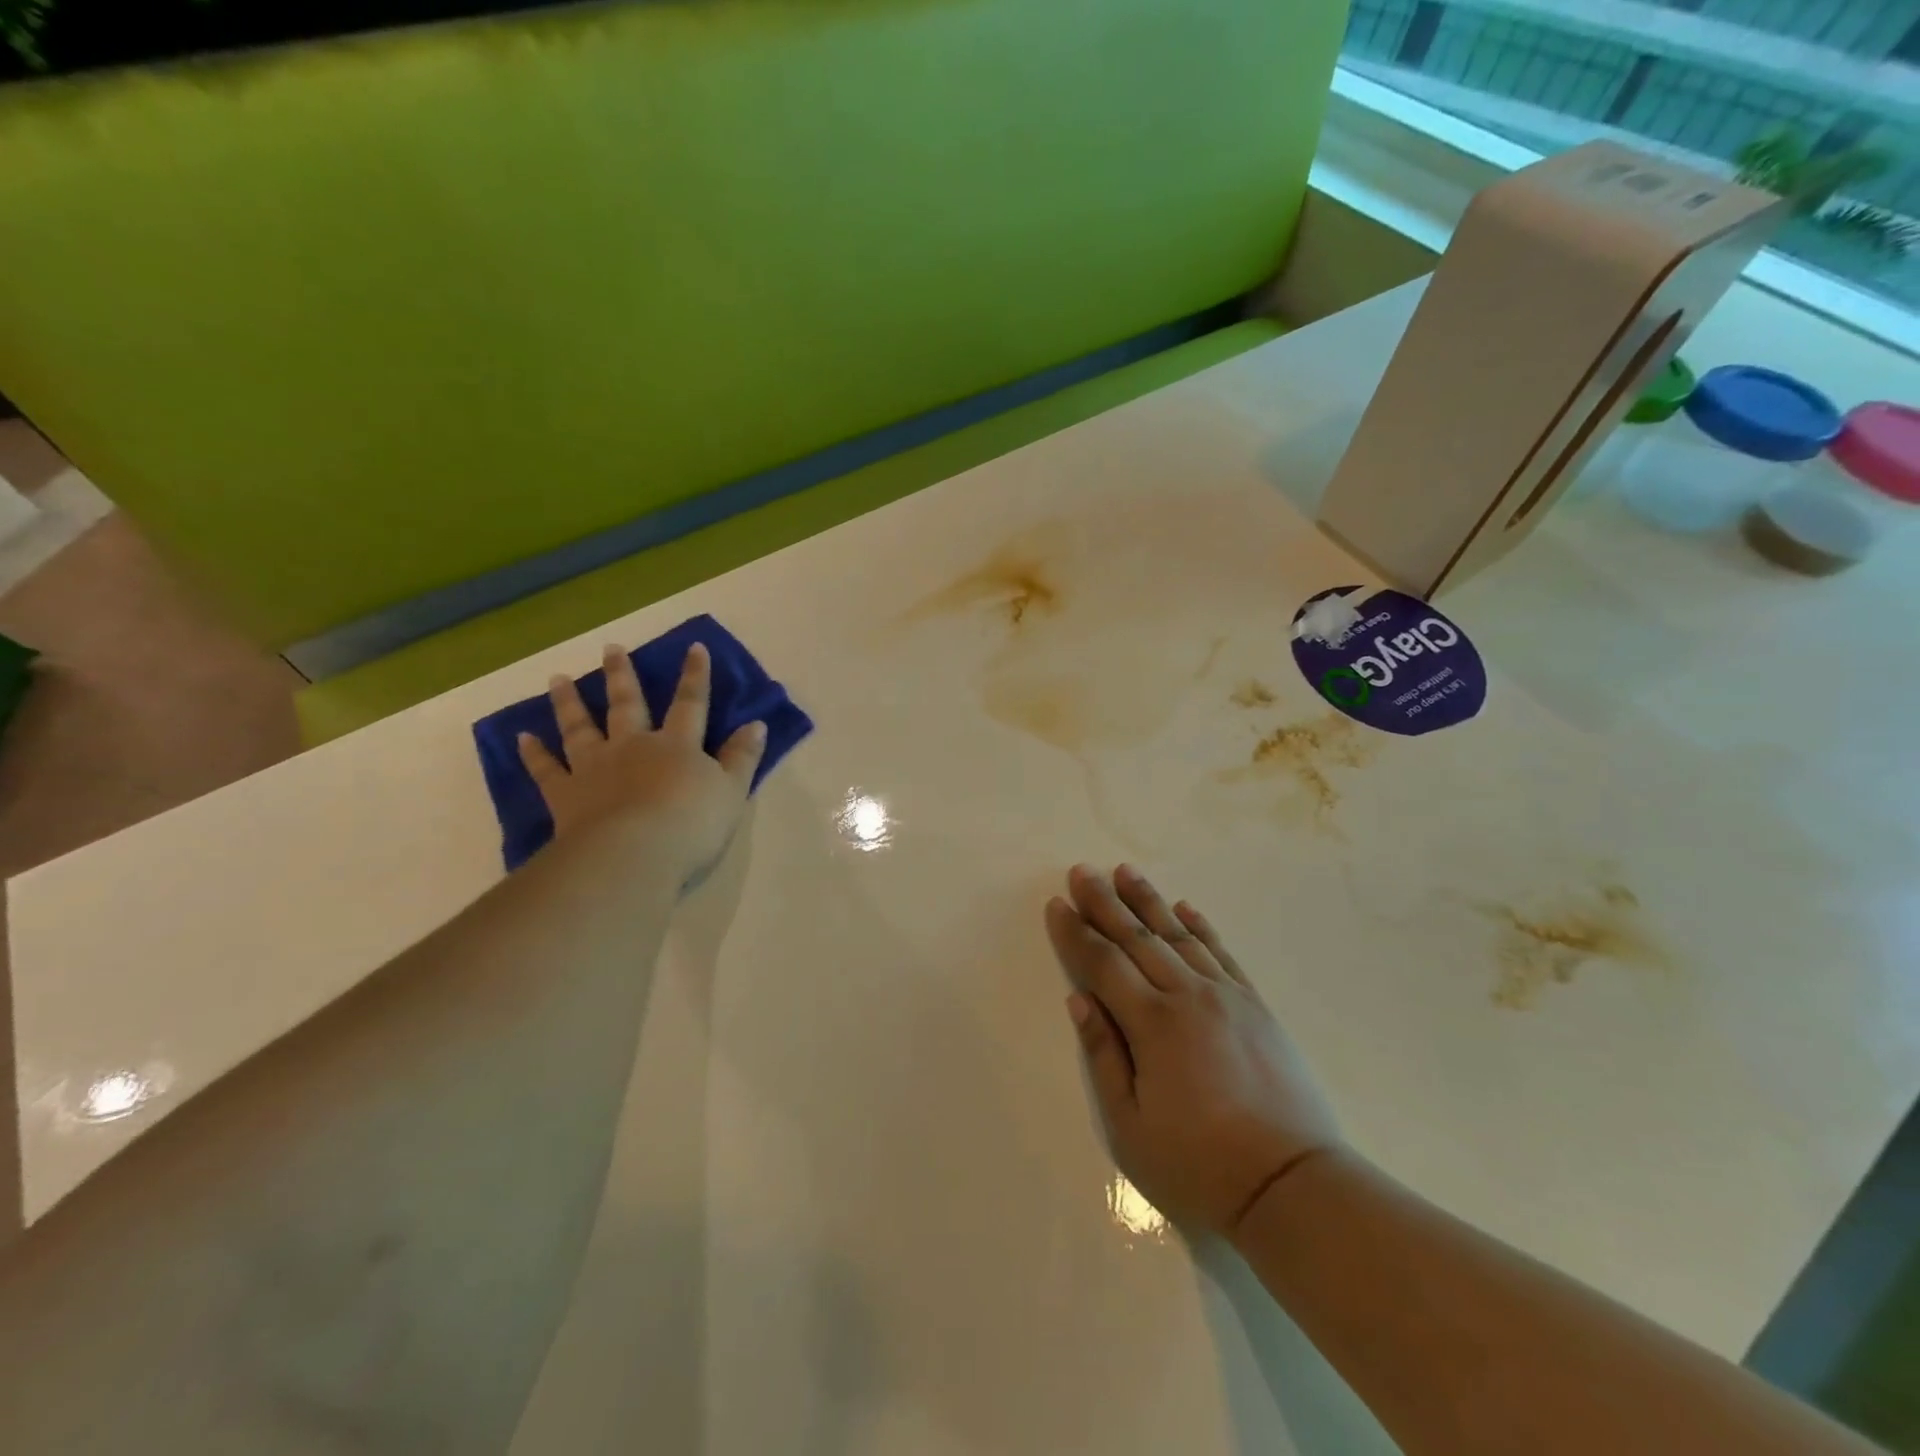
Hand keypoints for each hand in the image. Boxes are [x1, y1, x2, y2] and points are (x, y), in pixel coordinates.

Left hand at [518, 642, 766, 881]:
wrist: (635, 855)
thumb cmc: (692, 824)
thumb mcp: (732, 791)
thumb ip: (742, 757)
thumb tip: (757, 724)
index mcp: (677, 745)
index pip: (690, 703)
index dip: (695, 676)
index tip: (694, 647)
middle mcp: (633, 746)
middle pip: (626, 704)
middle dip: (621, 675)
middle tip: (611, 648)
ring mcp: (595, 767)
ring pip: (580, 727)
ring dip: (569, 702)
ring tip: (558, 678)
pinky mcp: (566, 794)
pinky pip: (546, 769)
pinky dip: (534, 753)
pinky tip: (521, 737)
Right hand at [1045, 863, 1341, 1238]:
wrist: (1293, 1187)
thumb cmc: (1199, 1167)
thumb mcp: (1131, 1128)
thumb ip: (1103, 1057)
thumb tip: (1079, 1000)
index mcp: (1152, 1024)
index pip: (1103, 964)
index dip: (1076, 933)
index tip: (1057, 904)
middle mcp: (1188, 996)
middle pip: (1137, 938)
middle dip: (1105, 902)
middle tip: (1082, 871)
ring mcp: (1227, 996)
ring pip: (1178, 935)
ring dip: (1148, 901)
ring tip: (1124, 871)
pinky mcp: (1256, 1006)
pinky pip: (1221, 953)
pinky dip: (1200, 927)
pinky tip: (1185, 908)